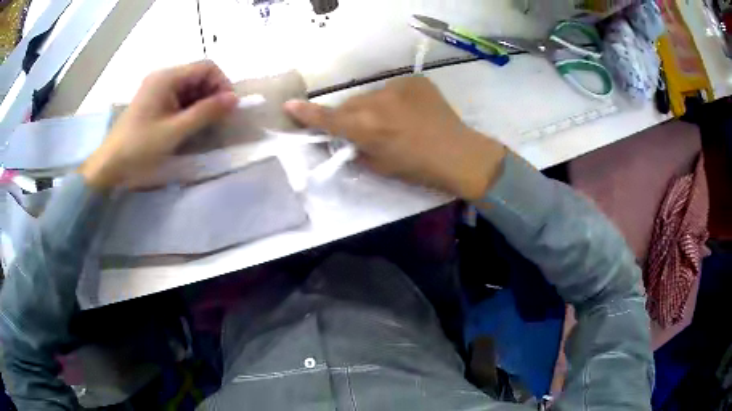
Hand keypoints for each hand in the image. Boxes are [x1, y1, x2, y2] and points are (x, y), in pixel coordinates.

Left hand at [79, 61, 238, 188]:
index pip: (206, 67)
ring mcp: (157, 89)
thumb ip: (205, 113)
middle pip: (199, 76)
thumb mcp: (174, 131)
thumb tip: (234, 99)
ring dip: (202, 104)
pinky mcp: (154, 102)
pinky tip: (191, 126)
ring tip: (205, 126)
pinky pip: (179, 99)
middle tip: (218, 120)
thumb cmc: (139, 148)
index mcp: (167, 77)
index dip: (222, 84)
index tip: (227, 108)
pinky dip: (190, 110)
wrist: (109, 166)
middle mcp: (163, 77)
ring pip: (190, 88)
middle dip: (212, 95)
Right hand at [284, 77, 506, 199]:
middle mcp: (376, 102)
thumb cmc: (418, 169)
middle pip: (350, 105)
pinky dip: (396, 101)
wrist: (459, 154)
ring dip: (375, 107)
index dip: (307, 114)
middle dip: (352, 116)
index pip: (329, 119)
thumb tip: (346, 140)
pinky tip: (412, 112)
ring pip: (372, 96)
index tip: (289, 105)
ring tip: (396, 121)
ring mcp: (396, 88)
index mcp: (366, 128)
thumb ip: (357, 150)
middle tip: (367, 130)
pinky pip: (394, 90)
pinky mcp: (414, 81)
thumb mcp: (380, 167)